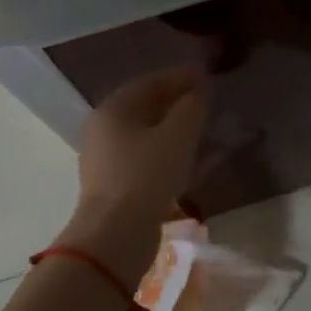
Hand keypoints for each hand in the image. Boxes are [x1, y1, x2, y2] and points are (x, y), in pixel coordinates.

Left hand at [66, 67, 207, 278]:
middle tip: (207, 100)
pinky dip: (168, 151)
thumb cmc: (146, 175)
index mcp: (113, 109)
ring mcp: (106, 159)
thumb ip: (192, 108)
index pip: (150, 82)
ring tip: (204, 128)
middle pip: (145, 107)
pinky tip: (191, 158)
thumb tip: (200, 93)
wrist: (116, 235)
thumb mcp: (178, 135)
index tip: (207, 75)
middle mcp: (103, 129)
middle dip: (177, 102)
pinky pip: (146, 157)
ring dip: (174, 128)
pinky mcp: (115, 185)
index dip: (180, 77)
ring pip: (146, 134)